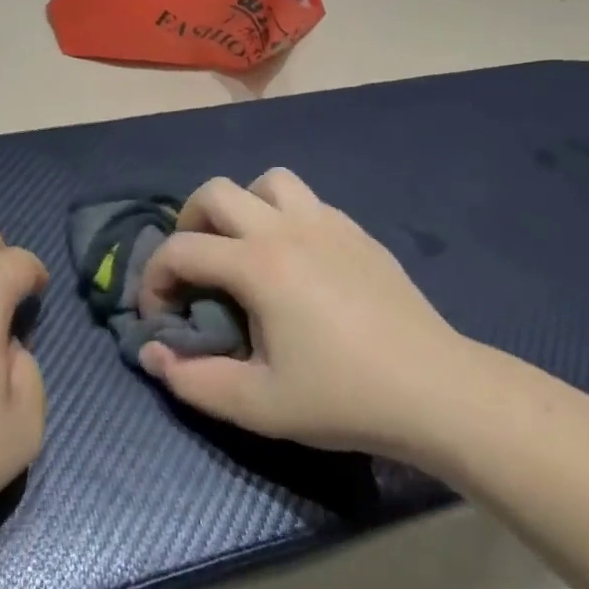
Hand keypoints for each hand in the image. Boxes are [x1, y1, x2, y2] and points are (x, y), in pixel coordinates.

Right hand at [137, 170, 473, 458]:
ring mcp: (327, 222)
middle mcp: (287, 229)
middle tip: (193, 270)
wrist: (436, 391)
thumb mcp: (258, 406)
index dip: (153, 278)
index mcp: (258, 265)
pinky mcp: (356, 231)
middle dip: (188, 225)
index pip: (180, 249)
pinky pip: (305, 201)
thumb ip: (193, 380)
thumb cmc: (344, 398)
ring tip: (243, 251)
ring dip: (241, 208)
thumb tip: (152, 353)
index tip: (158, 315)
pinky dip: (282, 217)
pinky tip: (294, 262)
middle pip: (215, 191)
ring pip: (266, 182)